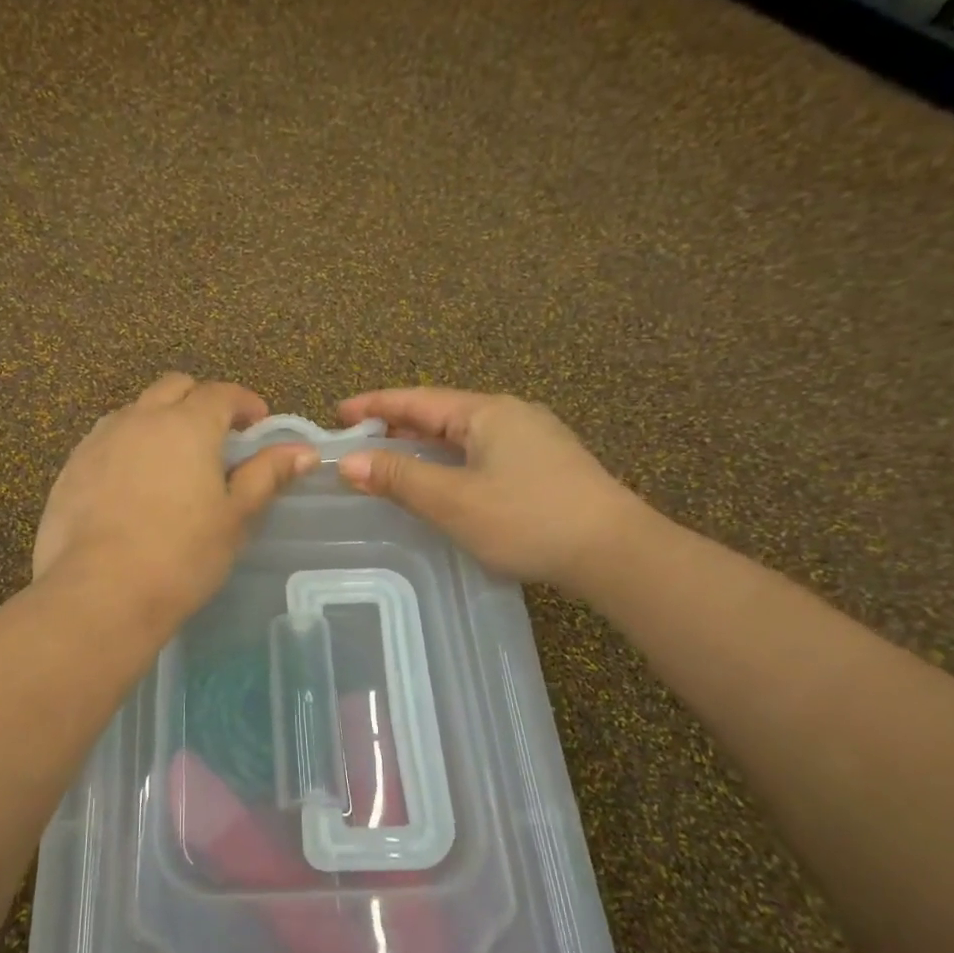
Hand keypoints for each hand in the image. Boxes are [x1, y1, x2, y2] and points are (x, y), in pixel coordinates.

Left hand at [35, 374, 318, 619]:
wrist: (100, 593)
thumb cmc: (182, 555)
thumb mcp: (235, 517)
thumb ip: (266, 475)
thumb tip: (303, 451)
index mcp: (187, 425)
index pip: (221, 393)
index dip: (245, 403)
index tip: (258, 424)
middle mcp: (140, 419)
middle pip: (174, 388)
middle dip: (200, 401)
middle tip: (217, 438)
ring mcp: (99, 441)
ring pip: (135, 411)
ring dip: (159, 420)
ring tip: (171, 461)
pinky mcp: (71, 468)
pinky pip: (105, 441)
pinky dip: (127, 447)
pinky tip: (132, 486)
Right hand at [335, 388, 640, 592]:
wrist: (615, 552)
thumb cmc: (526, 519)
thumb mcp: (453, 500)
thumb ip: (399, 478)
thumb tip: (350, 462)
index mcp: (487, 412)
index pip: (417, 400)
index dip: (375, 405)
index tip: (338, 413)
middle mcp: (511, 415)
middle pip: (441, 413)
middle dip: (397, 424)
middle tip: (359, 439)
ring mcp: (534, 439)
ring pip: (464, 435)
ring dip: (424, 445)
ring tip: (392, 458)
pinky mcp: (547, 466)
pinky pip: (483, 453)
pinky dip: (450, 460)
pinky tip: (444, 480)